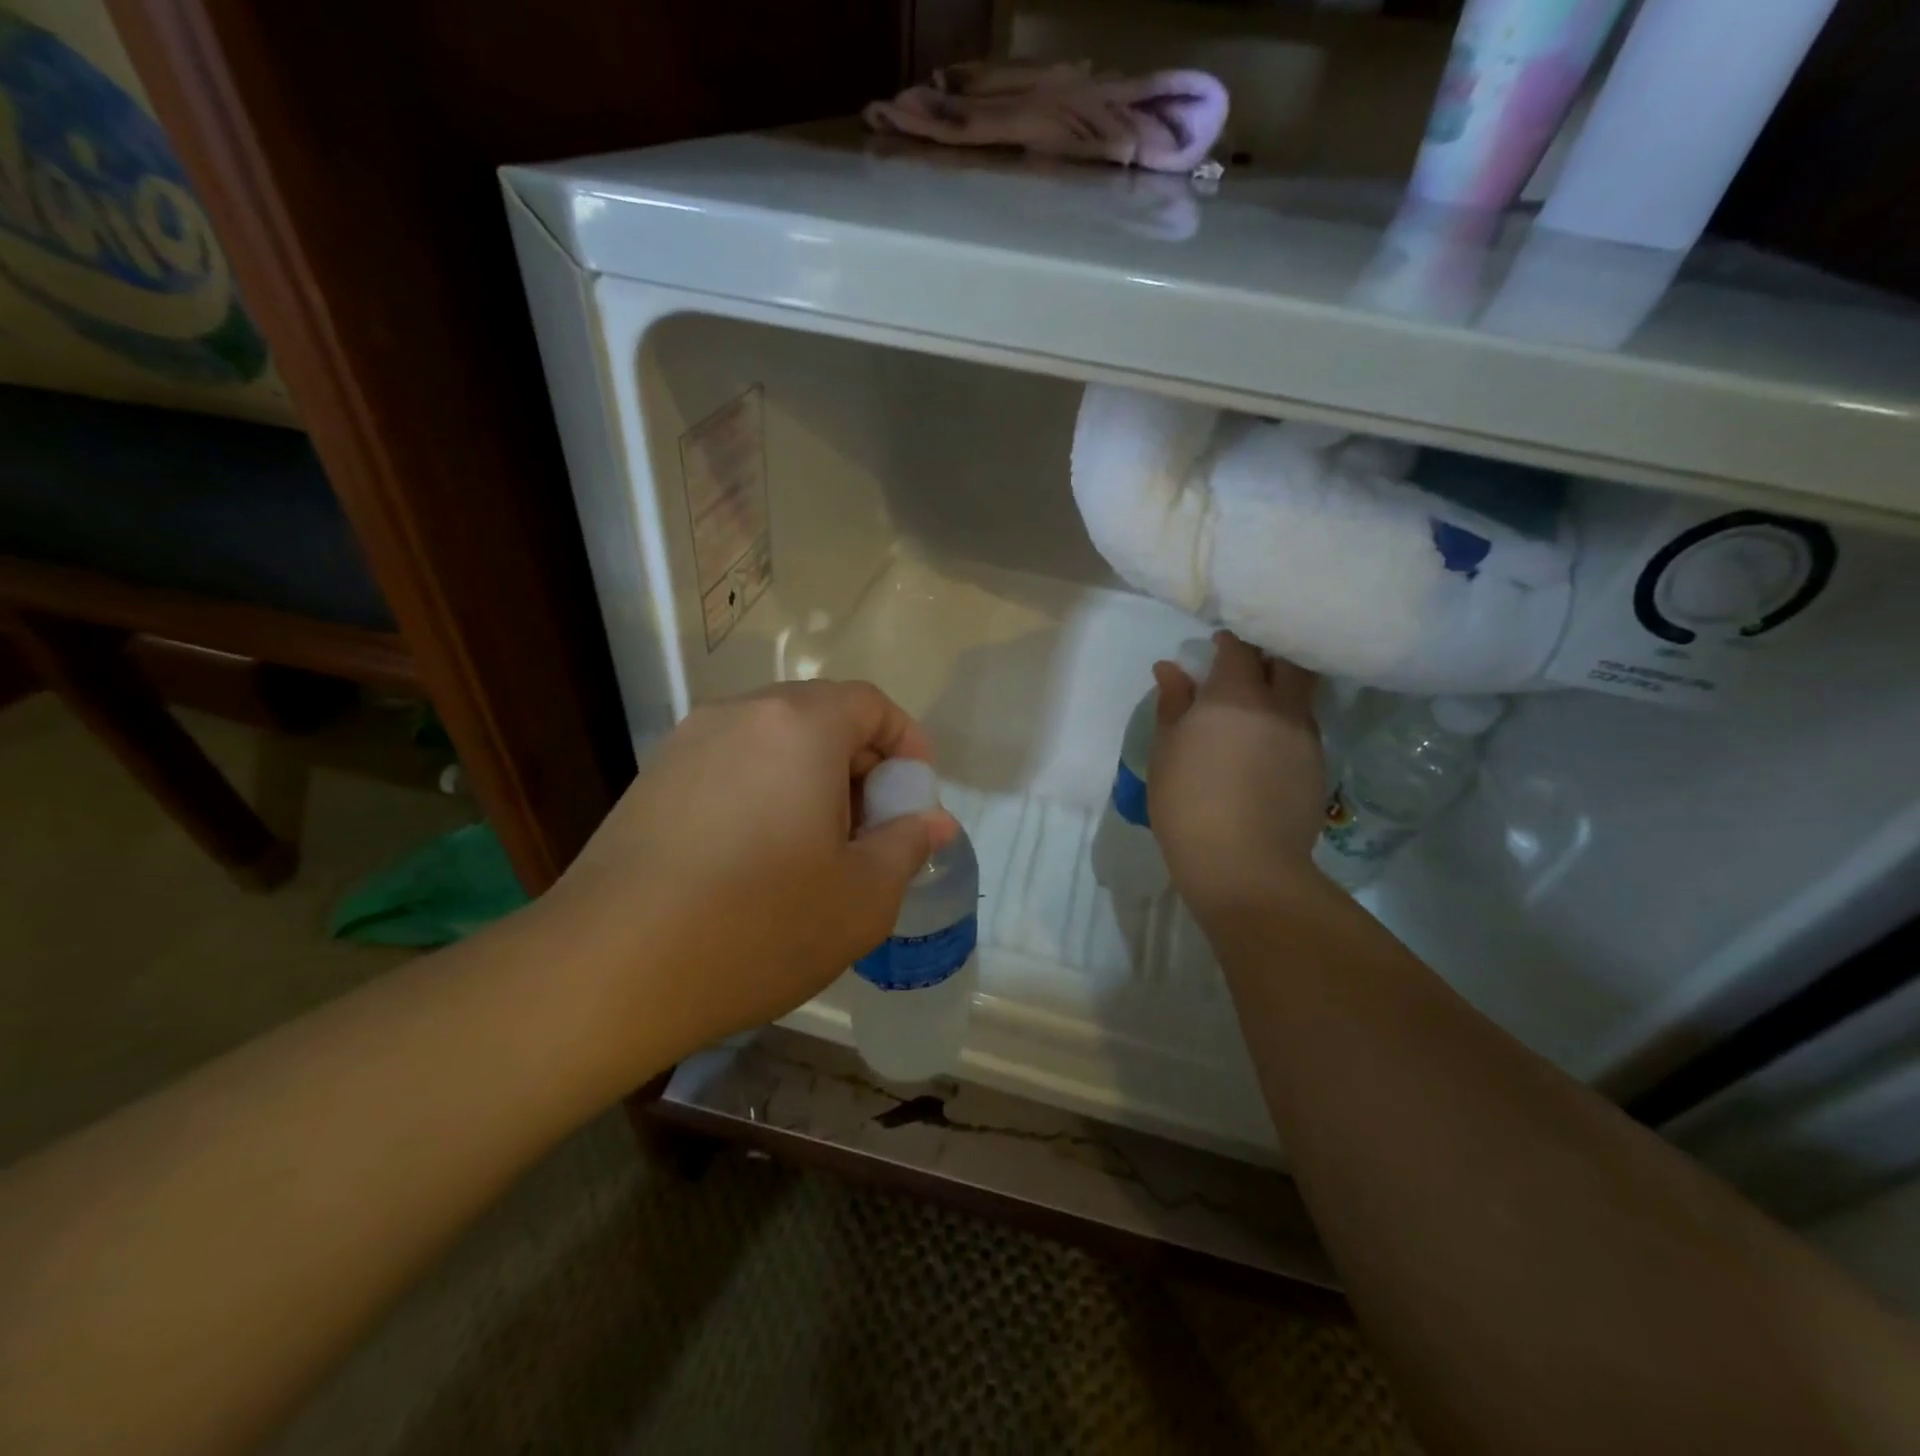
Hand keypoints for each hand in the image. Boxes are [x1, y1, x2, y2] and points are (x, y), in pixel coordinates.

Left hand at [537, 681, 957, 1067]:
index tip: (915, 798)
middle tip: (872, 832)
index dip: (906, 743)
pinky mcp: (652, 781)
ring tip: (817, 850)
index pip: (870, 704)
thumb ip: (907, 844)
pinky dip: (765, 793)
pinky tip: (758, 859)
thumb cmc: (759, 926)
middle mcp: (740, 716)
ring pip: (774, 743)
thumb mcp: (862, 896)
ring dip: (812, 780)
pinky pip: (732, 766)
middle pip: (821, 717)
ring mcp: (687, 745)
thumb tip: (932, 821)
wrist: (607, 971)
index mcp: (799, 726)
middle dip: (861, 766)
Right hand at [1148, 632, 1327, 918]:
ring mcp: (1305, 736)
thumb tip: (1171, 668)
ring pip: (1301, 695)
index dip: (1228, 642)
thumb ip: (1173, 704)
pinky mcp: (1319, 766)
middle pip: (1288, 661)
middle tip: (1245, 669)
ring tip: (1257, 711)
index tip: (1214, 649)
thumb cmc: (1187, 803)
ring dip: (1282, 691)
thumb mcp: (1166, 751)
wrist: (1243, 864)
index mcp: (1236, 695)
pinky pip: (1305, 729)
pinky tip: (1268, 750)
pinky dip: (1287, 725)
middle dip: (1269, 655)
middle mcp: (1280, 706)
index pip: (1241, 647)